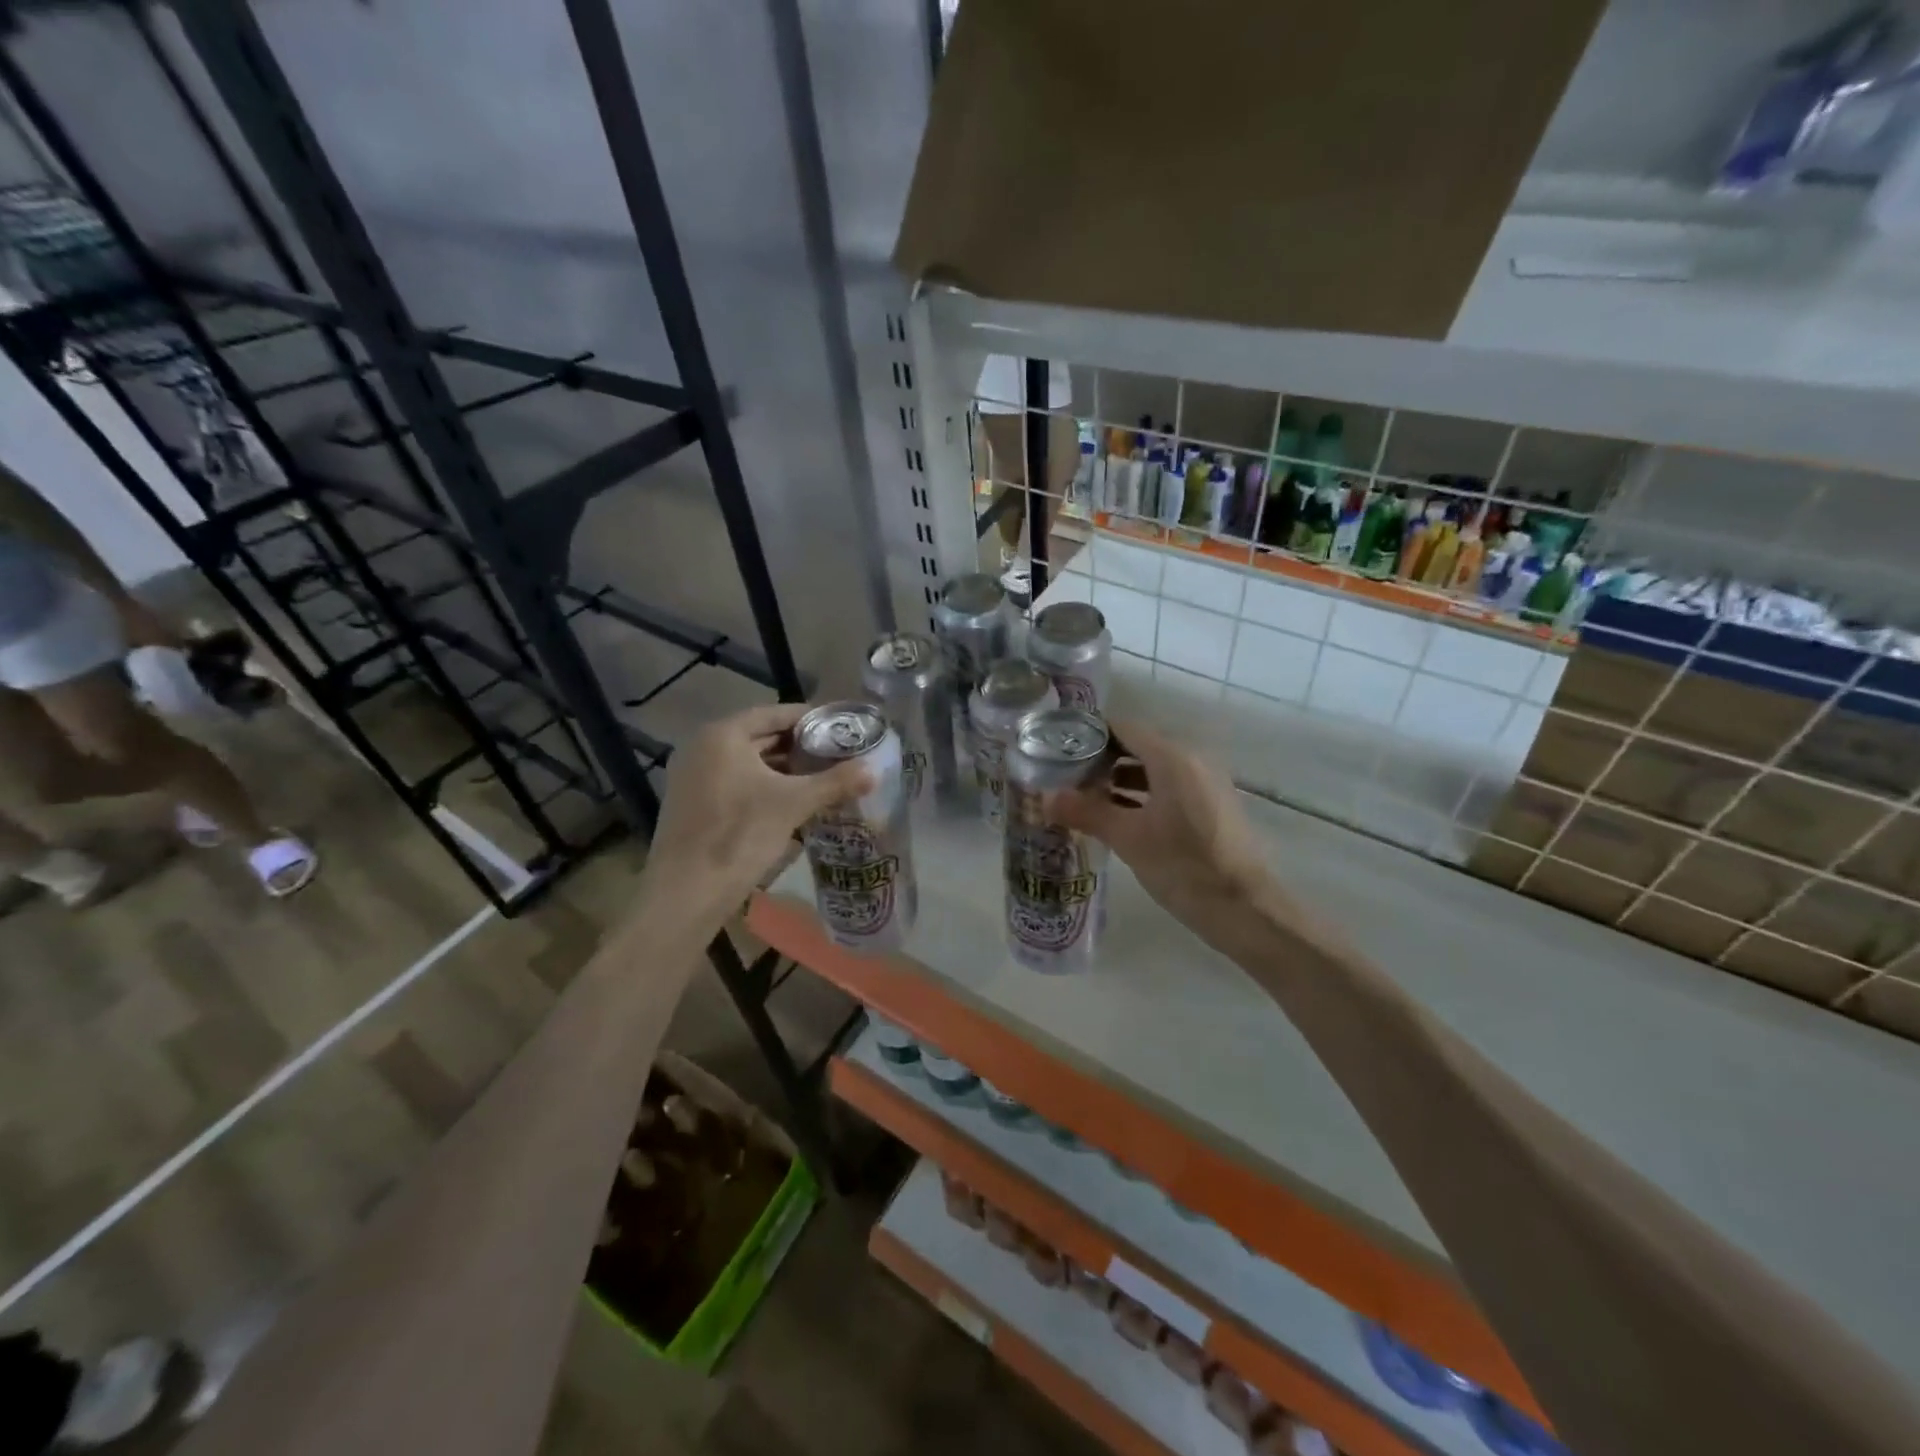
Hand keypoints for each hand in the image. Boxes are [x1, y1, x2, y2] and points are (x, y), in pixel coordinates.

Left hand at [639, 704, 871, 929]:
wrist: (687, 892)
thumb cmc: (741, 835)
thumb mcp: (794, 804)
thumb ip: (835, 782)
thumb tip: (874, 770)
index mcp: (723, 734)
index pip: (776, 713)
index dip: (812, 720)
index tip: (841, 729)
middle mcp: (702, 747)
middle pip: (761, 737)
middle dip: (800, 747)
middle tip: (836, 755)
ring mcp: (692, 776)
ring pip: (748, 763)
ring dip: (783, 770)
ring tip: (821, 779)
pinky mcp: (691, 803)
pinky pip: (735, 783)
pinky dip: (763, 787)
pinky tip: (790, 804)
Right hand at [1045, 722, 1296, 947]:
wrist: (1246, 909)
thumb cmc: (1184, 867)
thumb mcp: (1128, 839)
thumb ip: (1087, 812)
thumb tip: (1046, 798)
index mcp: (1173, 758)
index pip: (1123, 727)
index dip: (1089, 735)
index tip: (1059, 749)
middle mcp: (1193, 760)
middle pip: (1138, 745)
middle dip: (1102, 759)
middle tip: (1066, 777)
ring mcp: (1206, 782)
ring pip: (1155, 768)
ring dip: (1121, 778)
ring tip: (1086, 799)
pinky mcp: (1213, 805)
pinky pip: (1171, 786)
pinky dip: (1143, 794)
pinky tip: (1119, 817)